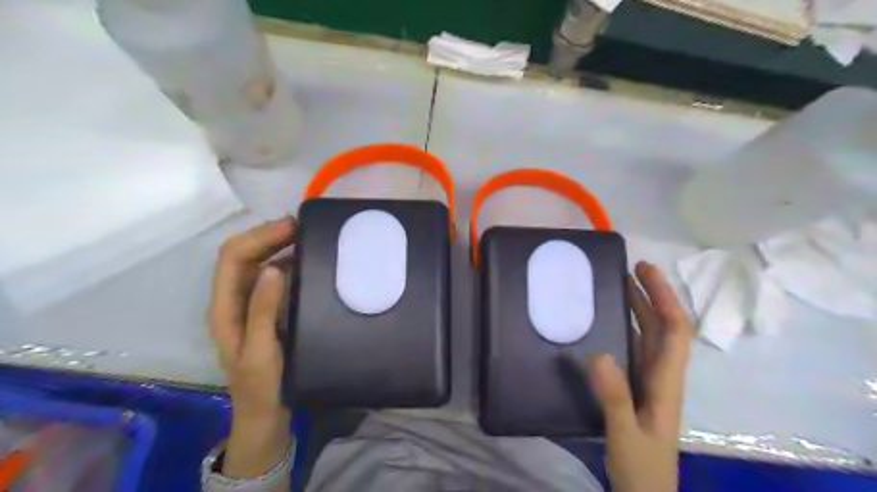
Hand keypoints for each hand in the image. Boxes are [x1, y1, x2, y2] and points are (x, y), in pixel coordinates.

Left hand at [207, 217, 296, 478]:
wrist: (266, 413)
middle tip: (302, 226)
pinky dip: (288, 261)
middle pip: (243, 255)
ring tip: (305, 235)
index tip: (291, 227)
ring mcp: (250, 303)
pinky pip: (274, 276)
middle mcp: (233, 299)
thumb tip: (275, 267)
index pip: (233, 258)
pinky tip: (306, 259)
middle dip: (267, 235)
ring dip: (277, 244)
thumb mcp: (261, 351)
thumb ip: (263, 310)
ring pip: (258, 262)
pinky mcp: (267, 309)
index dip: (259, 237)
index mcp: (225, 307)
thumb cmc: (262, 386)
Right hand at [589, 261, 691, 491]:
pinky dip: (628, 327)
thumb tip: (599, 353)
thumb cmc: (641, 467)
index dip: (663, 297)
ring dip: (641, 307)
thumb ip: (615, 397)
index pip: (673, 330)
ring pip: (650, 335)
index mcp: (666, 381)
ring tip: (621, 285)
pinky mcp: (637, 387)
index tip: (646, 272)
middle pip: (664, 327)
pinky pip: (637, 348)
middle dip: (653, 294)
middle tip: (631, 268)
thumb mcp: (626, 433)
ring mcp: (651, 381)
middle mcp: (662, 375)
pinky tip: (612, 321)